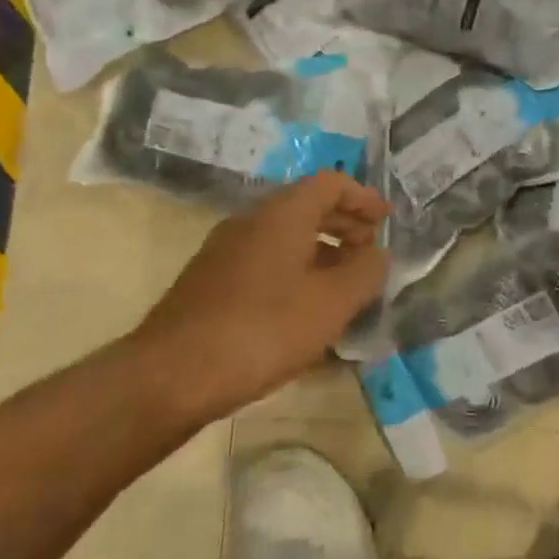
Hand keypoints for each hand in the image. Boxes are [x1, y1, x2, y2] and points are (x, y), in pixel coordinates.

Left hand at [128, 171, 388, 428]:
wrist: (171, 374)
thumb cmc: (263, 329)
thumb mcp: (331, 303)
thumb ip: (365, 273)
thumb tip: (378, 255)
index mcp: (282, 214)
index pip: (330, 183)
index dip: (363, 198)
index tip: (386, 220)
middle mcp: (251, 220)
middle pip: (307, 206)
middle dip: (344, 224)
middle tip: (370, 251)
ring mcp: (225, 250)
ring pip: (284, 236)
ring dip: (320, 251)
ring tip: (344, 285)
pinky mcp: (210, 281)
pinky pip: (265, 260)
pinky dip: (294, 270)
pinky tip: (304, 309)